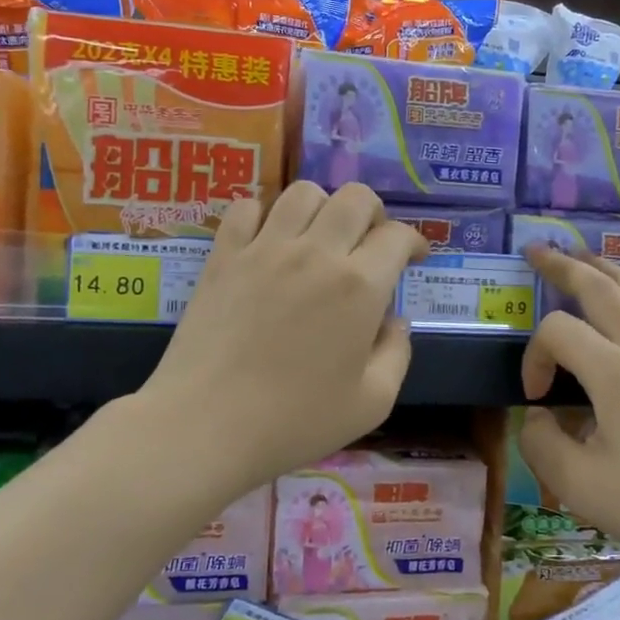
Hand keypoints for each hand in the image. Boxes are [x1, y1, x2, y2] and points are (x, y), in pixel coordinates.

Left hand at [136, 181, 427, 495]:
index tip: (413, 258)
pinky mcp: (223, 256)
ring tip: (320, 236)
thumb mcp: (372, 403)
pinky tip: (267, 240)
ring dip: (323, 207)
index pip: (397, 236)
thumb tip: (395, 320)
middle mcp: (316, 253)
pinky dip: (263, 214)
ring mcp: (265, 249)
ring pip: (303, 193)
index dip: (413, 242)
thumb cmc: (295, 422)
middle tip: (370, 243)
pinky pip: (246, 207)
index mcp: (360, 286)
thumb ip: (397, 353)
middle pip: (356, 198)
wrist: (205, 427)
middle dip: (374, 213)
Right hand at [517, 247, 619, 583]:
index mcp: (616, 373)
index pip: (558, 332)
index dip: (534, 356)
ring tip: (582, 256)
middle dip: (563, 266)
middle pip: (601, 288)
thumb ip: (541, 444)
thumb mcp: (580, 487)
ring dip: (605, 269)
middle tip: (537, 250)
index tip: (537, 398)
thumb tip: (538, 415)